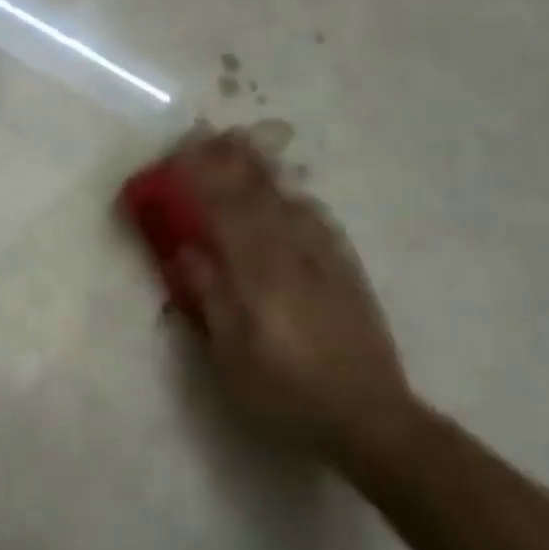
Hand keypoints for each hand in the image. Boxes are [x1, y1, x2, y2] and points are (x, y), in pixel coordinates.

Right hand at [172, 132, 417, 458]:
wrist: (369, 417)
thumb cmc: (286, 393)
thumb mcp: (232, 356)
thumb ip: (210, 298)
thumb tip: (187, 250)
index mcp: (259, 276)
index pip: (224, 213)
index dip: (200, 180)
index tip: (179, 154)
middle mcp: (293, 257)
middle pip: (258, 197)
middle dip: (231, 162)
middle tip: (209, 132)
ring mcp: (325, 261)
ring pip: (290, 202)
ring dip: (263, 170)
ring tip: (246, 145)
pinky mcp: (347, 272)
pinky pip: (319, 221)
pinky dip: (297, 198)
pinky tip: (292, 193)